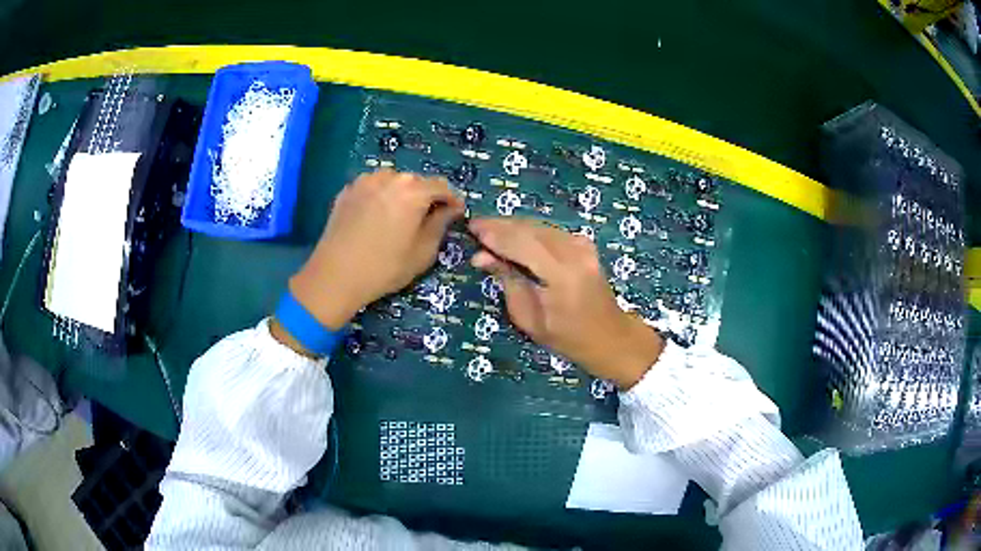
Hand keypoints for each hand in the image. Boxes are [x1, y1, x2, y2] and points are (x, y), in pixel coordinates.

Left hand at [287, 170, 464, 330]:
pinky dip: (379, 198)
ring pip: (393, 182)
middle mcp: (390, 177)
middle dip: (425, 197)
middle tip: (425, 220)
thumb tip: (450, 209)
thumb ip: (441, 224)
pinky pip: (372, 188)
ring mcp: (365, 181)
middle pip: (416, 182)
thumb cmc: (384, 267)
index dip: (452, 200)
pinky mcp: (347, 190)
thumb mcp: (423, 252)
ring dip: (401, 195)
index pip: (442, 187)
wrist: (335, 275)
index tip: (455, 214)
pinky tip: (375, 219)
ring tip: (398, 219)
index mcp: (413, 190)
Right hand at [469, 218, 662, 388]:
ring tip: (488, 230)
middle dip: (500, 225)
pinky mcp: (584, 244)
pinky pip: (549, 230)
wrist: (610, 336)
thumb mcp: (529, 319)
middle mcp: (574, 252)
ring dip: (513, 226)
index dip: (494, 234)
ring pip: (539, 225)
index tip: (471, 228)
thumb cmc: (568, 338)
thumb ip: (507, 282)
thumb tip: (481, 256)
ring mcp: (582, 245)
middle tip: (475, 226)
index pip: (521, 243)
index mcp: (562, 274)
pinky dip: (529, 231)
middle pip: (530, 228)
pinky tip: (513, 236)